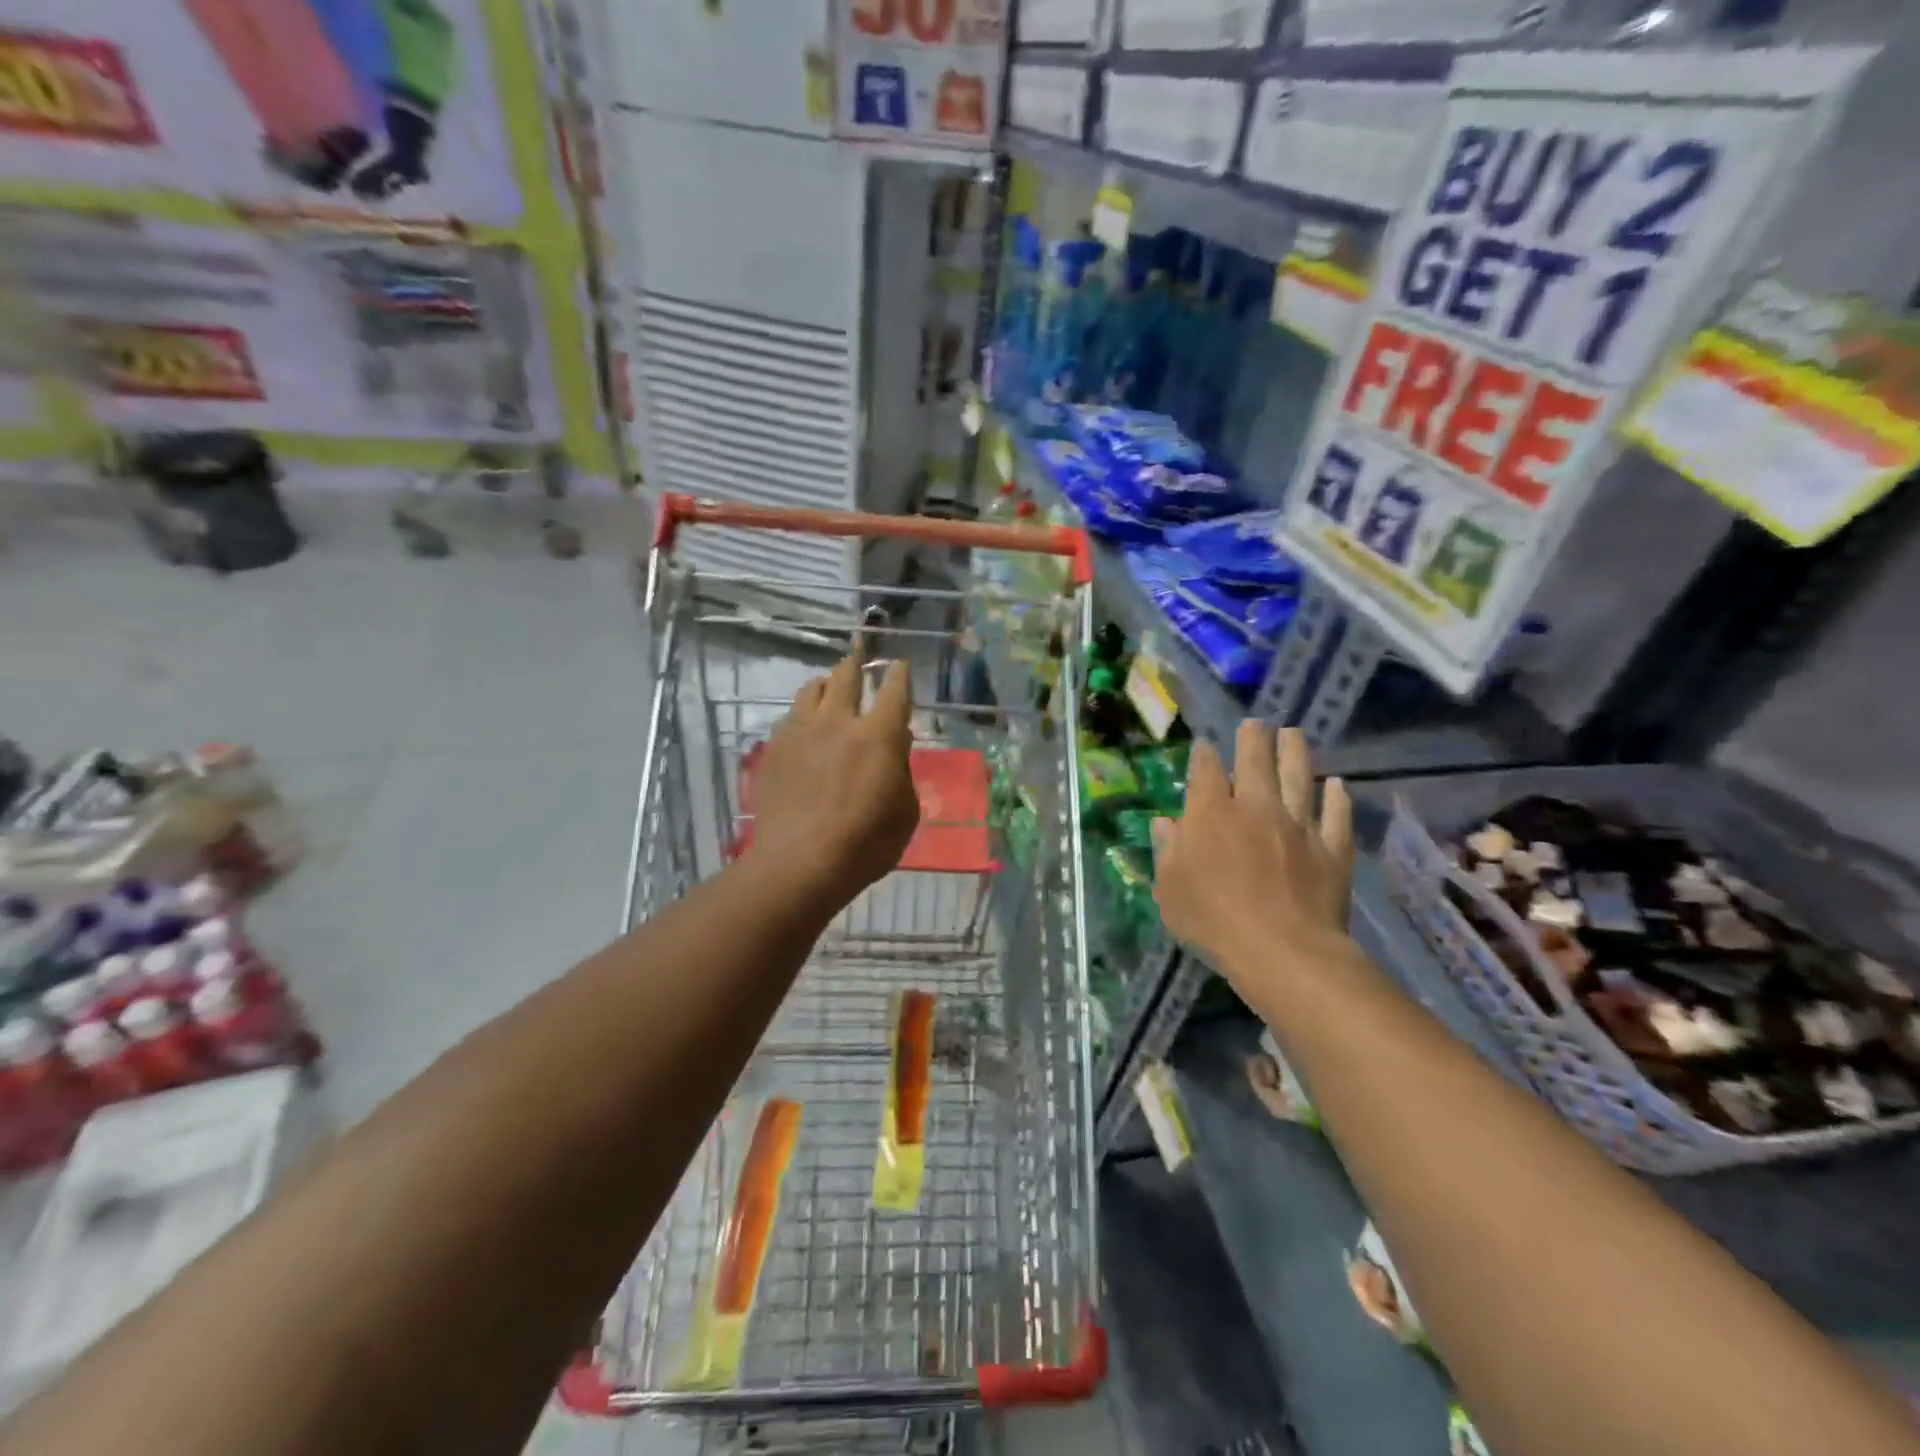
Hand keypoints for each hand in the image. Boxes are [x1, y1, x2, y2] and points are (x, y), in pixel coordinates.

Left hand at [748, 652, 920, 906]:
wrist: (799, 864)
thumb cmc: (865, 844)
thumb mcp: (904, 812)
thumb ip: (902, 772)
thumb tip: (896, 745)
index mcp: (879, 736)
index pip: (894, 690)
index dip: (899, 674)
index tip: (900, 666)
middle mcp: (838, 722)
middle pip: (846, 675)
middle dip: (856, 663)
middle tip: (858, 659)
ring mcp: (801, 732)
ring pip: (811, 689)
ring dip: (825, 684)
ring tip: (829, 690)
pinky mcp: (774, 749)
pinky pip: (790, 717)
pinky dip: (803, 715)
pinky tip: (805, 729)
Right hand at [1152, 722, 1354, 983]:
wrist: (1283, 951)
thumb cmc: (1213, 921)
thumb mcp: (1170, 890)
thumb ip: (1167, 851)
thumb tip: (1165, 823)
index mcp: (1212, 815)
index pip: (1207, 772)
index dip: (1205, 755)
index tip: (1205, 746)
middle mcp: (1256, 809)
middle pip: (1256, 761)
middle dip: (1254, 738)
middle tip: (1256, 723)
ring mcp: (1298, 826)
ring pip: (1299, 778)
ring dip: (1296, 753)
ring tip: (1293, 734)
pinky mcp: (1332, 849)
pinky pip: (1336, 815)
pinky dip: (1336, 798)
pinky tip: (1337, 786)